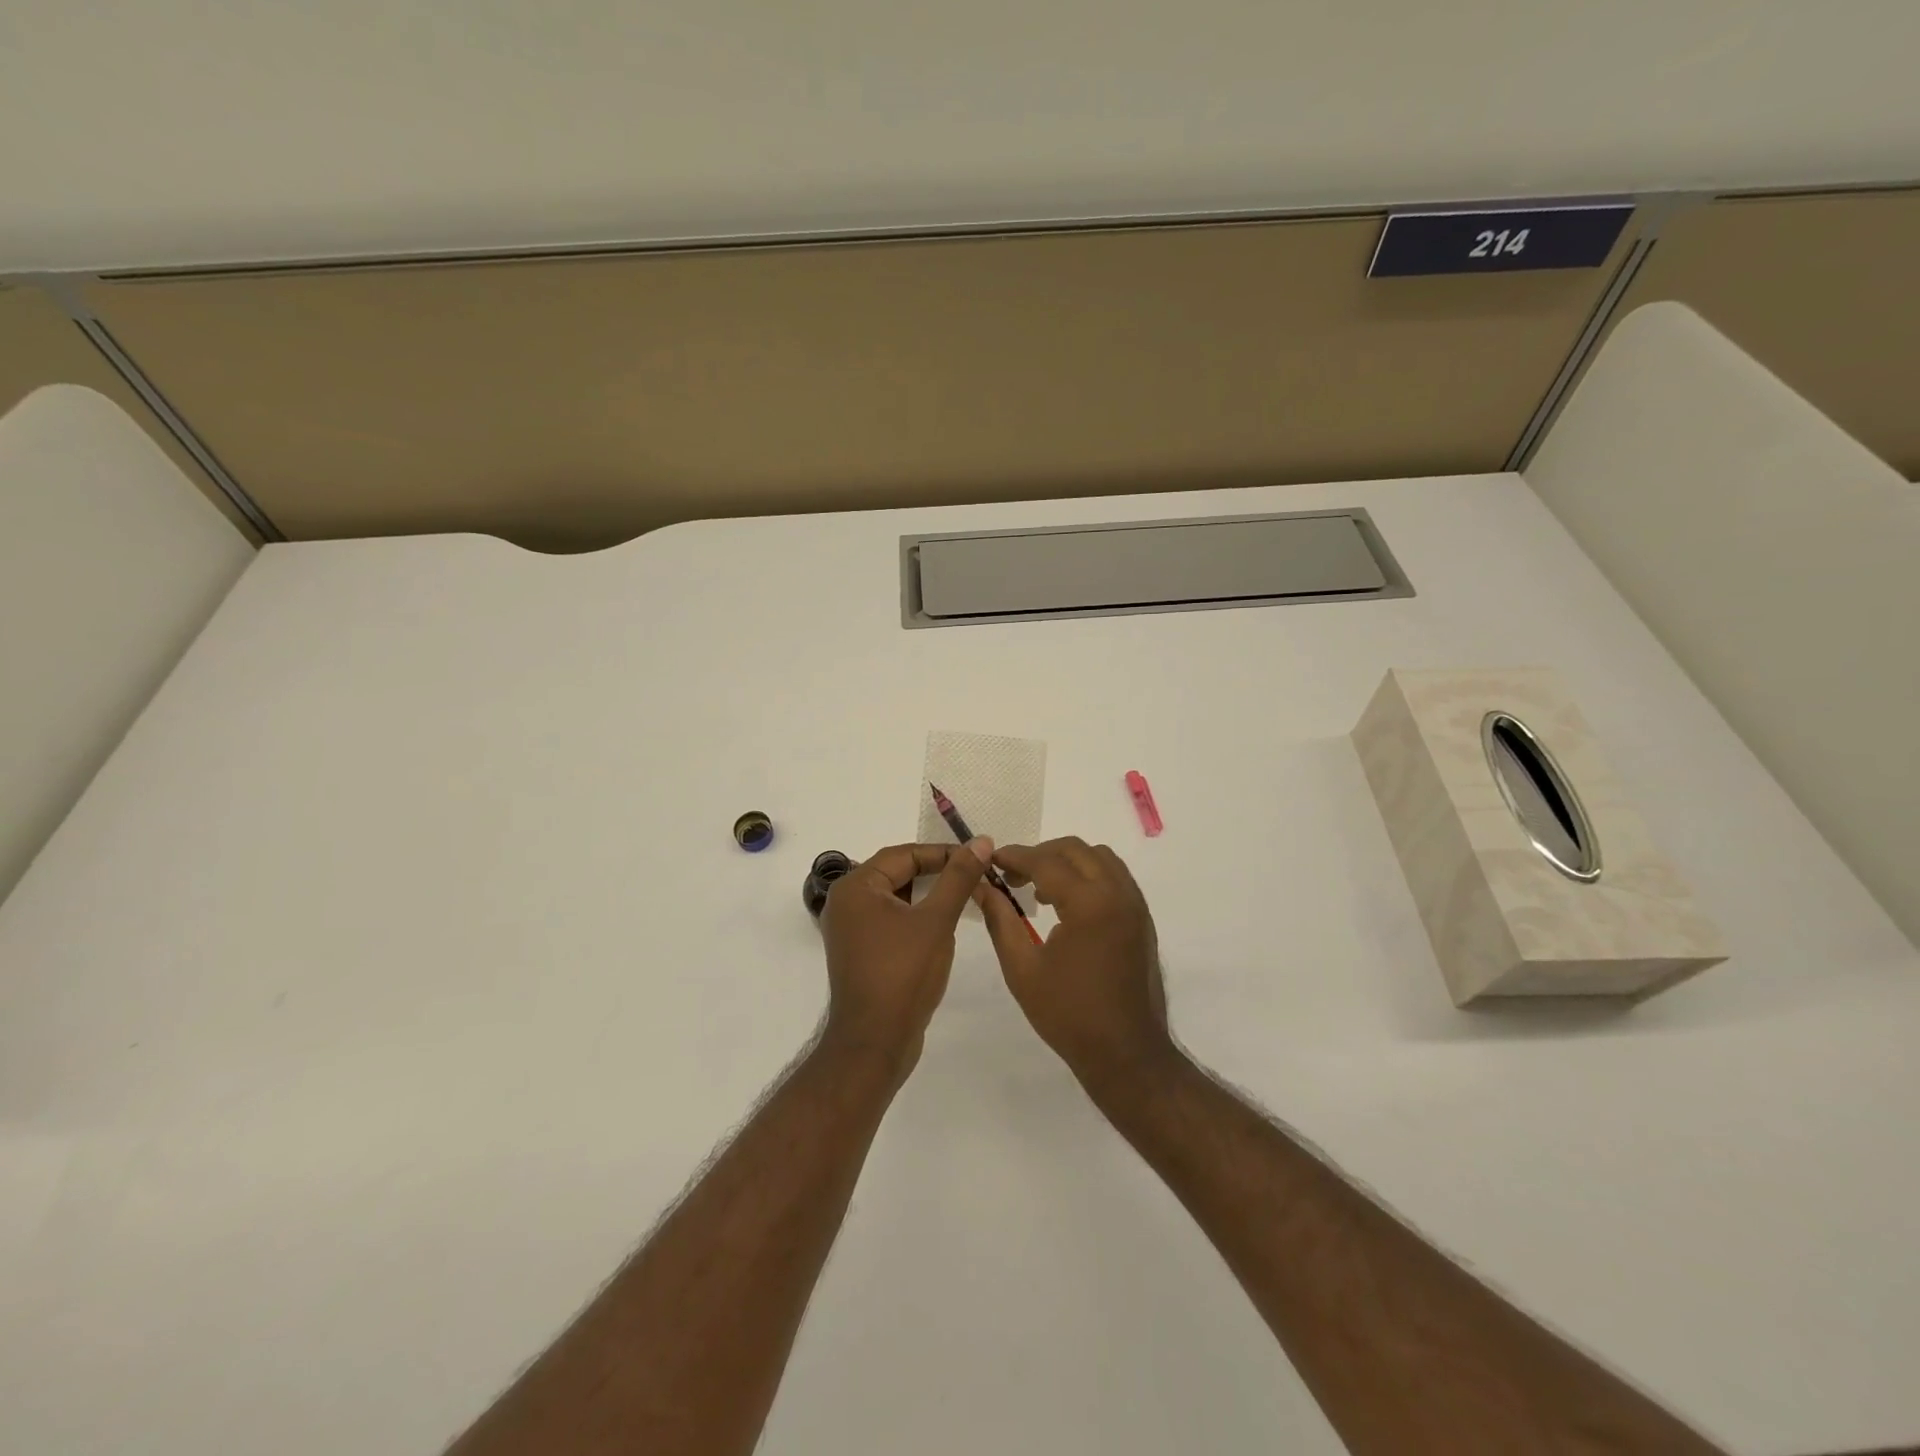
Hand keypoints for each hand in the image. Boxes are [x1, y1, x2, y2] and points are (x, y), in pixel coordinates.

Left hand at [819, 839, 991, 1083]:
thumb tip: (981, 841)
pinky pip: (890, 919)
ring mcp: (850, 929)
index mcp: (856, 887)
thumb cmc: (903, 975)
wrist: (874, 1043)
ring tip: (964, 897)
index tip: (978, 857)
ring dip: (928, 895)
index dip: (943, 853)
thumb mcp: (937, 921)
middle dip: (936, 872)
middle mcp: (846, 902)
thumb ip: (958, 878)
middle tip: (974, 875)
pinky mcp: (860, 950)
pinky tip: (942, 925)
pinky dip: (916, 916)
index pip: (904, 854)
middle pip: (897, 873)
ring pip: (895, 897)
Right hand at [977, 837, 1173, 1089]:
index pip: (1046, 861)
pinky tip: (1068, 905)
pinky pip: (1115, 877)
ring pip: (1099, 858)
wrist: (1126, 1053)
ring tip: (1041, 890)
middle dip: (1040, 855)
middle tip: (1011, 876)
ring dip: (1067, 862)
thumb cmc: (1069, 1015)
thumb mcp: (1022, 968)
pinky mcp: (1142, 918)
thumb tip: (982, 887)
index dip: (1014, 856)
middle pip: (1075, 850)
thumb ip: (1000, 920)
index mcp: (1089, 903)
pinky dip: (1089, 875)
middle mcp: (1117, 893)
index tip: (990, 859)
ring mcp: (1135, 904)